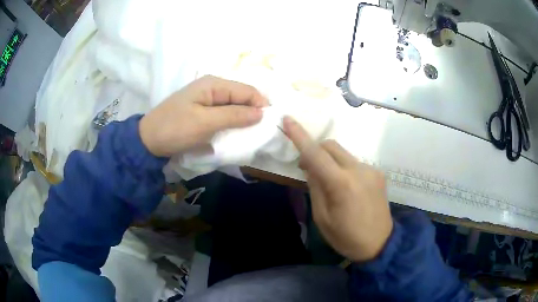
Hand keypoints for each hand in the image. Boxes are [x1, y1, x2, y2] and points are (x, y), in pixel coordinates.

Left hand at [140, 75, 267, 156]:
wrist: (149, 140)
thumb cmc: (175, 129)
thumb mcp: (205, 122)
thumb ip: (234, 116)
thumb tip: (262, 113)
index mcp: (214, 84)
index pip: (247, 90)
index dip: (261, 105)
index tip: (269, 125)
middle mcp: (213, 87)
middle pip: (242, 97)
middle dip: (253, 112)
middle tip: (261, 132)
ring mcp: (207, 98)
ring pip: (234, 106)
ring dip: (243, 119)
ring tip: (250, 134)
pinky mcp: (203, 110)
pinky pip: (225, 114)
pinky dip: (232, 123)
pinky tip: (235, 132)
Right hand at [283, 116, 392, 261]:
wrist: (380, 243)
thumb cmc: (346, 237)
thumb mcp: (322, 218)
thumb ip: (315, 187)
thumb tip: (311, 167)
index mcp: (341, 184)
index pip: (316, 153)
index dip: (299, 136)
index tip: (287, 120)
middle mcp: (359, 170)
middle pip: (331, 146)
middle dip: (315, 150)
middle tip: (306, 167)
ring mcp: (371, 170)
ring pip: (343, 153)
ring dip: (329, 160)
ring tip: (328, 181)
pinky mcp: (377, 173)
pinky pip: (354, 162)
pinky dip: (343, 167)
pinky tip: (346, 186)